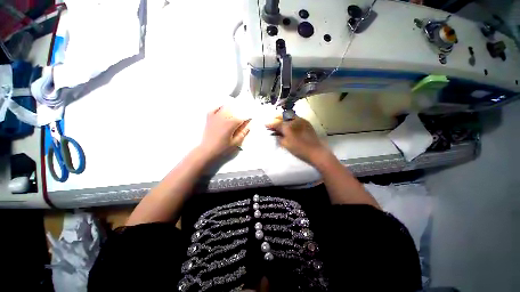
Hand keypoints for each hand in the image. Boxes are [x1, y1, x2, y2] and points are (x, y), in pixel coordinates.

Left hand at [198, 106, 250, 160]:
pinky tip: (222, 108)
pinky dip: (218, 107)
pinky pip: (214, 109)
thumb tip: (248, 127)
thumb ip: (242, 134)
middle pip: (234, 111)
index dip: (247, 119)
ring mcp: (216, 117)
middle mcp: (224, 117)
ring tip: (234, 112)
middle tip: (242, 119)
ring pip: (225, 108)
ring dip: (231, 109)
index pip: (242, 118)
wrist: (207, 151)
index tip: (250, 120)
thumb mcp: (235, 143)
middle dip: (239, 113)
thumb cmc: (222, 148)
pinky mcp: (209, 118)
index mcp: (231, 123)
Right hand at [266, 115, 328, 163]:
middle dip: (276, 118)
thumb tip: (276, 133)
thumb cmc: (299, 149)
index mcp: (288, 126)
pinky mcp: (306, 122)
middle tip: (272, 122)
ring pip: (289, 115)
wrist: (316, 151)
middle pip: (283, 116)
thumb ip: (279, 137)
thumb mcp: (286, 144)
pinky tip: (288, 123)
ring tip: (279, 122)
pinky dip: (290, 119)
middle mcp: (294, 120)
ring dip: (283, 118)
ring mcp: (301, 120)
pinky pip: (296, 118)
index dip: (270, 124)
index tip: (265, 124)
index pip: (276, 123)